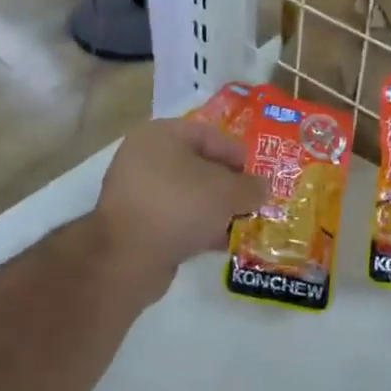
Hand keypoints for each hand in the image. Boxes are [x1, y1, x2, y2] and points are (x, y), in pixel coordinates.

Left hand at [94, 119, 267, 299]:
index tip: (261, 176)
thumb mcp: (226, 192)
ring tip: (243, 224)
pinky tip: (221, 242)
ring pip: (188, 194)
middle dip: (229, 185)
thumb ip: (250, 186)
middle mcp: (144, 156)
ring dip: (216, 209)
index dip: (239, 154)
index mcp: (161, 135)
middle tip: (254, 201)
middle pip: (199, 165)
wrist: (127, 256)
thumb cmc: (179, 205)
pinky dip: (198, 227)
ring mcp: (137, 191)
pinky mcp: (136, 223)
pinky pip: (175, 218)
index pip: (210, 135)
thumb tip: (263, 187)